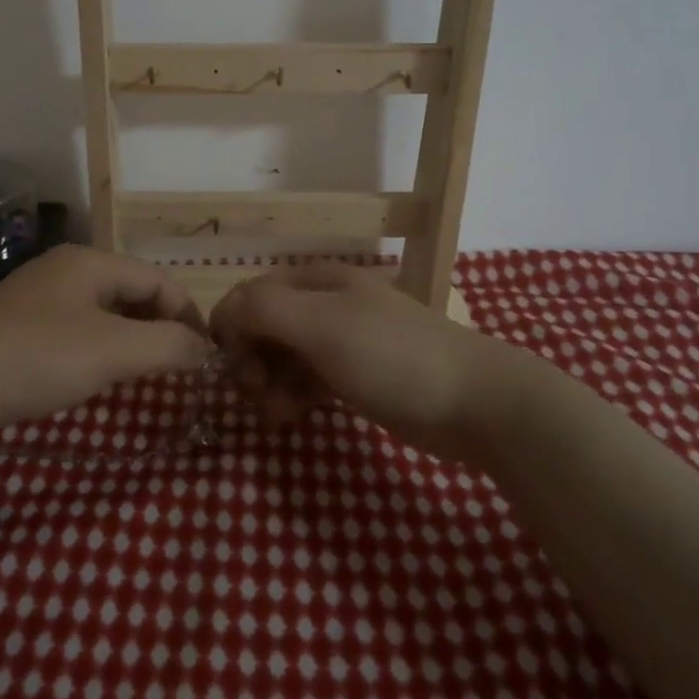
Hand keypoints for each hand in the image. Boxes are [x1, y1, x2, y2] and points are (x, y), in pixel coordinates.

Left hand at [0, 244, 211, 428]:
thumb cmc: (41, 356)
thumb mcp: (114, 350)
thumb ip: (168, 345)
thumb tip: (204, 348)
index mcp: (90, 262)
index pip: (158, 279)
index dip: (188, 313)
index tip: (205, 353)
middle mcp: (65, 268)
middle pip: (131, 290)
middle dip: (160, 325)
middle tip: (179, 364)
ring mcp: (38, 294)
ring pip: (104, 310)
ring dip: (132, 336)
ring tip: (147, 370)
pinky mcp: (18, 322)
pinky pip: (77, 326)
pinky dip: (101, 344)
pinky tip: (100, 371)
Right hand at [209, 261, 502, 460]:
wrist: (474, 403)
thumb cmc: (392, 356)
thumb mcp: (322, 325)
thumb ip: (264, 309)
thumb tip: (224, 313)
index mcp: (316, 282)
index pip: (251, 294)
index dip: (232, 326)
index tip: (231, 365)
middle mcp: (324, 305)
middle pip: (264, 327)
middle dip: (251, 361)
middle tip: (258, 394)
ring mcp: (341, 342)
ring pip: (283, 358)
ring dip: (270, 385)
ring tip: (280, 414)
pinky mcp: (355, 377)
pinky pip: (307, 381)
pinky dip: (294, 397)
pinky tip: (298, 417)